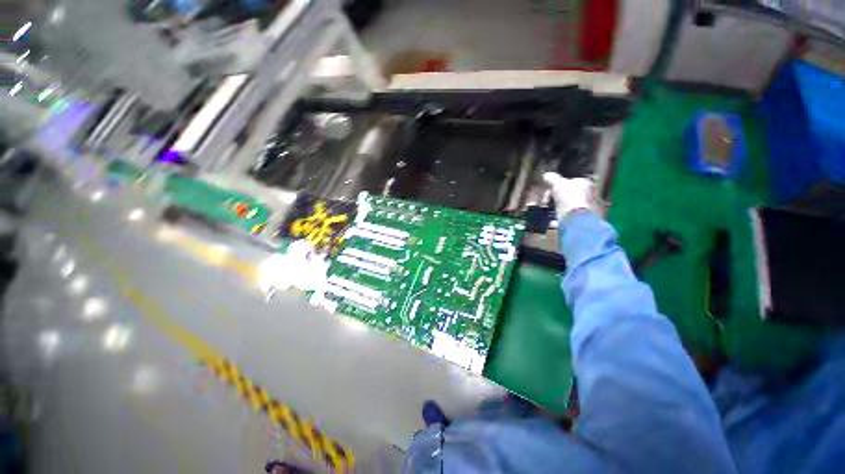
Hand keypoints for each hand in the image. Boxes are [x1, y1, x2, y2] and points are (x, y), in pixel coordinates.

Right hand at [542, 172, 595, 219]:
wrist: (578, 219)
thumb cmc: (570, 198)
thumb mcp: (558, 184)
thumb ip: (552, 179)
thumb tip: (546, 174)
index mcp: (587, 184)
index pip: (571, 182)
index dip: (558, 187)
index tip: (549, 192)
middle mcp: (592, 195)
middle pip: (571, 195)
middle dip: (558, 199)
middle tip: (547, 203)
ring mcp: (590, 209)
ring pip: (571, 208)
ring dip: (559, 210)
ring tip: (549, 214)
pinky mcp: (587, 221)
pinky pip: (570, 219)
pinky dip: (561, 220)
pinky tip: (553, 222)